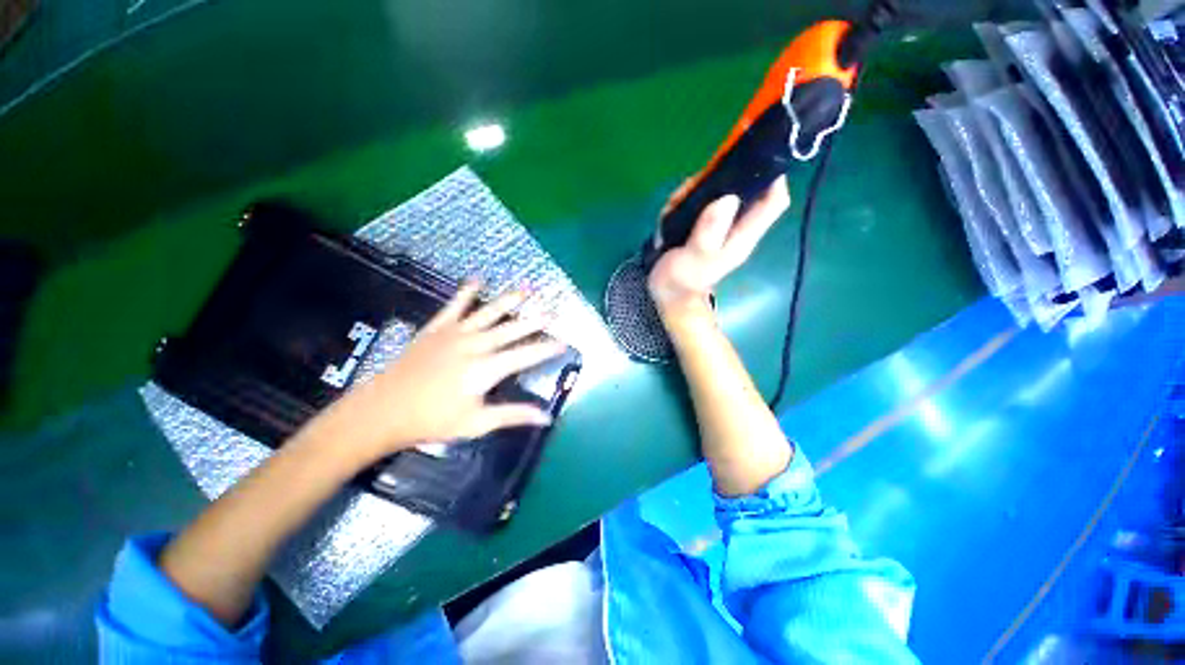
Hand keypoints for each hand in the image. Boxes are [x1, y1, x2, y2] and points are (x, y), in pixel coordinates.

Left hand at [318, 282, 565, 462]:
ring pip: (489, 313)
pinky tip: (477, 279)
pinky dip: (466, 292)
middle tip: (553, 310)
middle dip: (535, 320)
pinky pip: (455, 306)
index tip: (563, 343)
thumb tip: (546, 417)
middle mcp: (474, 345)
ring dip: (510, 300)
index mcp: (485, 369)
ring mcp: (454, 333)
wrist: (382, 411)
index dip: (546, 349)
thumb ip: (513, 415)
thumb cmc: (432, 421)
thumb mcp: (476, 423)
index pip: (525, 355)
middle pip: (511, 329)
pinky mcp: (436, 329)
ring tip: (527, 288)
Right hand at [648, 176, 790, 319]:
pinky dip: (683, 201)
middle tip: (691, 187)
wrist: (668, 297)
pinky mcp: (701, 226)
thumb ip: (709, 231)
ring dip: (694, 191)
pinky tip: (668, 214)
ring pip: (715, 193)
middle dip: (719, 179)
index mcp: (742, 235)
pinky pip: (697, 203)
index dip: (772, 177)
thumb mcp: (695, 258)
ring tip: (673, 206)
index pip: (773, 201)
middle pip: (741, 189)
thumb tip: (729, 197)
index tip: (752, 157)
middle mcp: (734, 227)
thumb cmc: (682, 282)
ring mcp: (717, 226)